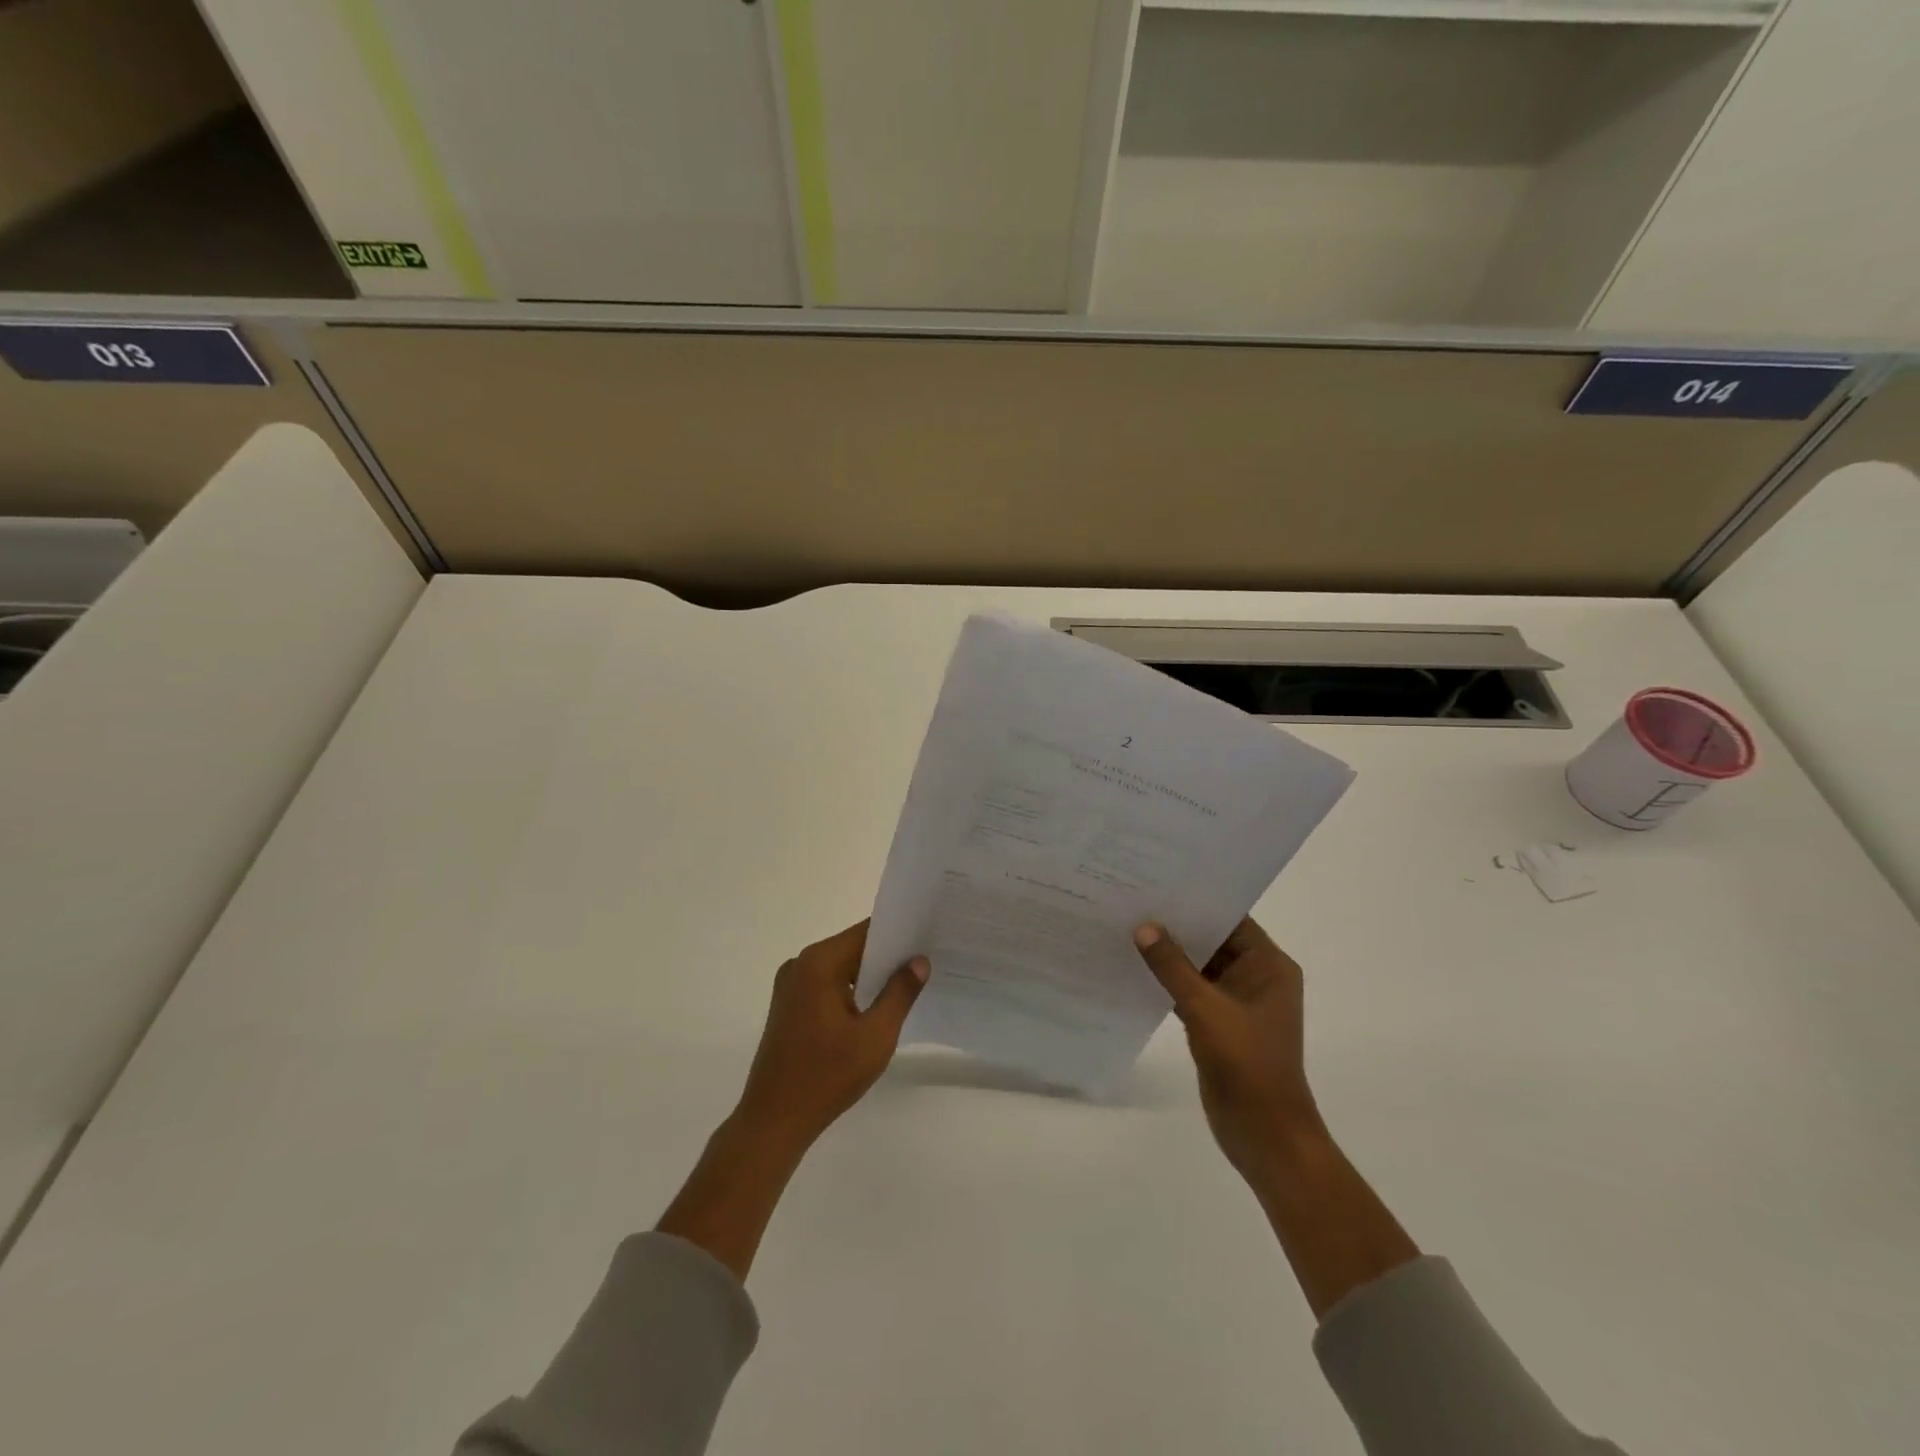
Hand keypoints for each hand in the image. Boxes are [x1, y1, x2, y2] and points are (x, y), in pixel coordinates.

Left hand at [733, 920, 929, 1152]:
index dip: (899, 934)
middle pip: (853, 947)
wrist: (773, 1122)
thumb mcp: (875, 1036)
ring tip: (907, 986)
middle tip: (925, 964)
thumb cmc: (827, 1076)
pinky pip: (826, 984)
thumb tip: (918, 961)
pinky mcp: (787, 1005)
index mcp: (819, 962)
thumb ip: (900, 993)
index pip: (867, 931)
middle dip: (887, 956)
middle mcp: (800, 964)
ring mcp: (790, 985)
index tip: (928, 938)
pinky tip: (874, 1008)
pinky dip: (850, 990)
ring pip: (840, 967)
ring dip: (868, 976)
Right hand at [1133, 918, 1325, 1176]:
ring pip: (1200, 967)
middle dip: (1177, 926)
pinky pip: (1192, 991)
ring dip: (1171, 955)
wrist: (1264, 1134)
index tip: (1159, 883)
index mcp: (1269, 965)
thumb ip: (1172, 966)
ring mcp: (1238, 1002)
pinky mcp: (1220, 1023)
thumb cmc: (1246, 1063)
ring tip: (1128, 927)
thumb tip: (1144, 926)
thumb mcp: (1205, 1008)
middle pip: (1214, 940)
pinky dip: (1169, 982)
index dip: (1197, 901)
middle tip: (1134, 901)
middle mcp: (1257, 977)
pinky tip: (1135, 969)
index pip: (1231, 918)